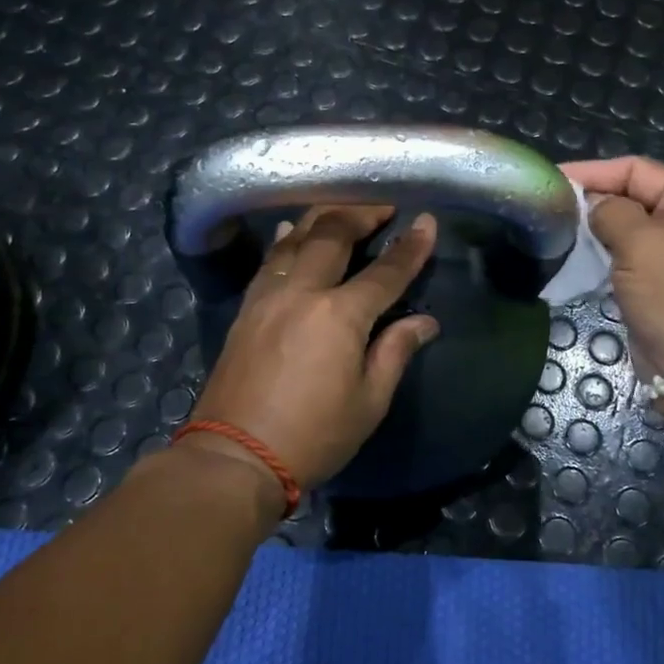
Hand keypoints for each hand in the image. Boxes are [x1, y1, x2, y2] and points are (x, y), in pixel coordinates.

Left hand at [183, 205, 439, 510]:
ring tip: (341, 209)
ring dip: (321, 218)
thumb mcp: (369, 402)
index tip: (427, 221)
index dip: (410, 247)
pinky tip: (289, 232)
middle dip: (361, 214)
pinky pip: (269, 262)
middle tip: (382, 206)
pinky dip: (284, 242)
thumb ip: (395, 352)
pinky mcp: (245, 310)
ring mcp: (268, 297)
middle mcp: (302, 293)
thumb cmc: (314, 436)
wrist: (236, 457)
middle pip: (333, 236)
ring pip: (295, 240)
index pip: (385, 272)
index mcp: (339, 316)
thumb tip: (424, 321)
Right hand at [559, 156, 663, 417]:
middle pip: (633, 198)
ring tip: (555, 232)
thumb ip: (610, 212)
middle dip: (592, 201)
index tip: (552, 180)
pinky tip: (574, 261)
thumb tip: (592, 205)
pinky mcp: (661, 290)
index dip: (594, 172)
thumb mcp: (641, 242)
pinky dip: (601, 259)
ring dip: (594, 232)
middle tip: (548, 208)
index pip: (637, 170)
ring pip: (627, 233)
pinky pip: (626, 263)